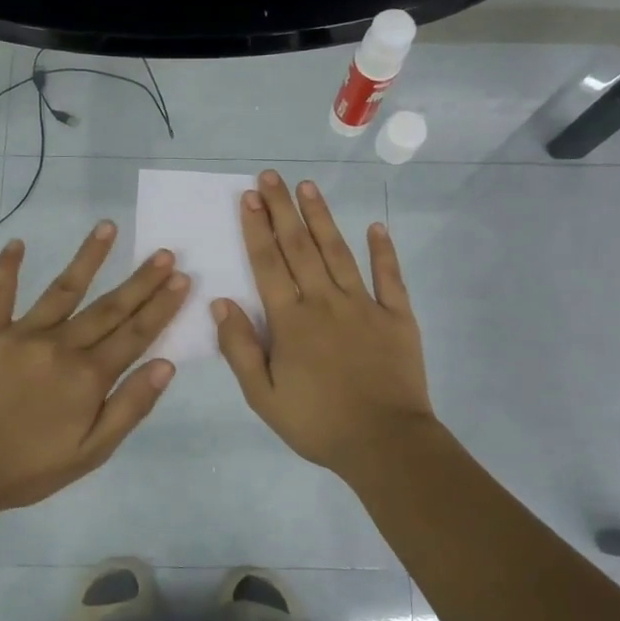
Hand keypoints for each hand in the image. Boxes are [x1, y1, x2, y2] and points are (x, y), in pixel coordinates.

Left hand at [0, 221, 189, 517]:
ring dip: (88, 256)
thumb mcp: (92, 452)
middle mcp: (61, 346)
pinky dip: (5, 267)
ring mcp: (22, 334)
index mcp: (89, 376)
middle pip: (109, 307)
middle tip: (165, 253)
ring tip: (107, 226)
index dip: (161, 307)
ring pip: (63, 288)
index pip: (136, 334)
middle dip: (141, 280)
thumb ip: (130, 407)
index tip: (182, 279)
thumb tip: (166, 364)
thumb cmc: (29, 467)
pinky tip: (15, 243)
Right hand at [212, 170, 437, 479]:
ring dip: (322, 218)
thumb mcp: (263, 397)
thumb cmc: (317, 423)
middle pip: (300, 247)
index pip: (269, 264)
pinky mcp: (398, 317)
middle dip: (283, 209)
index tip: (248, 197)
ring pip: (339, 252)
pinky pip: (389, 277)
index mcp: (292, 321)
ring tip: (308, 187)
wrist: (384, 444)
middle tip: (271, 177)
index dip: (257, 229)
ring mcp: (365, 305)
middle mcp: (325, 302)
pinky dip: (383, 251)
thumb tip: (221, 303)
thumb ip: (240, 348)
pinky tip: (376, 226)